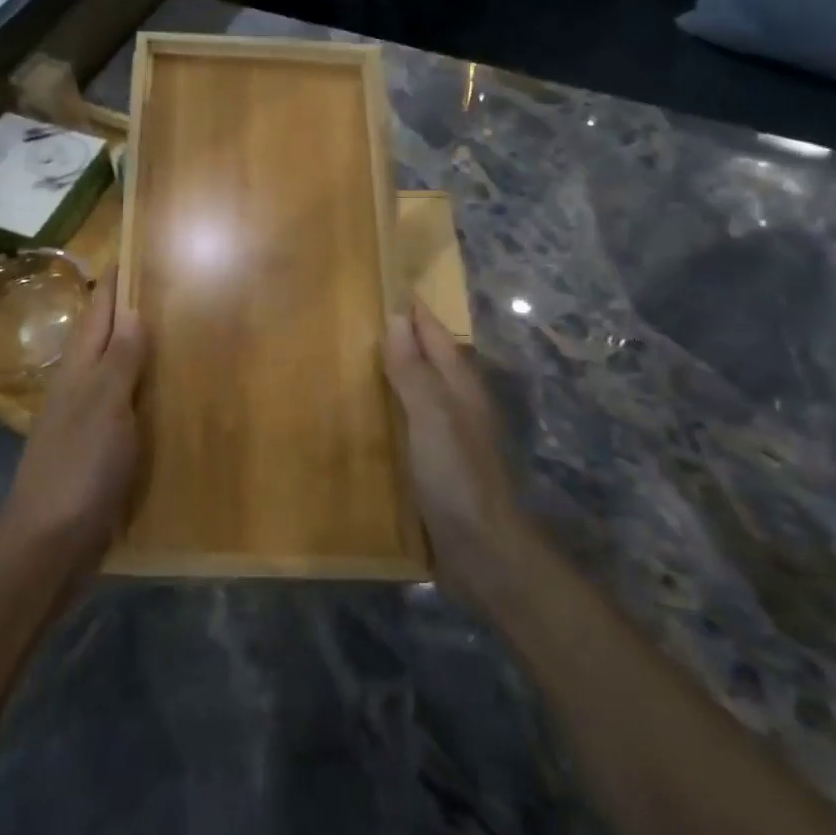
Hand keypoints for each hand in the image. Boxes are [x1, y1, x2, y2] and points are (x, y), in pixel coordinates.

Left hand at [0, 268, 146, 572]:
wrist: (50, 542)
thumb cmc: (80, 466)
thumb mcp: (105, 406)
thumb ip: (120, 360)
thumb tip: (133, 311)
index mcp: (78, 369)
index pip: (99, 312)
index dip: (116, 283)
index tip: (138, 252)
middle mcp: (79, 387)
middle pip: (106, 338)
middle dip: (132, 312)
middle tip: (174, 290)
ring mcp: (85, 421)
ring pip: (116, 373)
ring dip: (140, 353)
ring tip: (180, 336)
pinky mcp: (96, 452)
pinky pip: (125, 409)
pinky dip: (144, 395)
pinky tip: (168, 400)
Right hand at [384, 302, 521, 600]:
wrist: (482, 550)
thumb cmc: (456, 476)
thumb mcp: (432, 416)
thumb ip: (414, 370)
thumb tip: (397, 318)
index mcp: (460, 387)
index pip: (436, 336)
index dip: (415, 312)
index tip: (388, 283)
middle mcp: (457, 406)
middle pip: (430, 360)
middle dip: (403, 337)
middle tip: (360, 316)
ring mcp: (447, 437)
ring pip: (419, 390)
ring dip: (394, 372)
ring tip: (353, 358)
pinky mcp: (435, 465)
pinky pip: (408, 422)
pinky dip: (389, 408)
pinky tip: (365, 416)